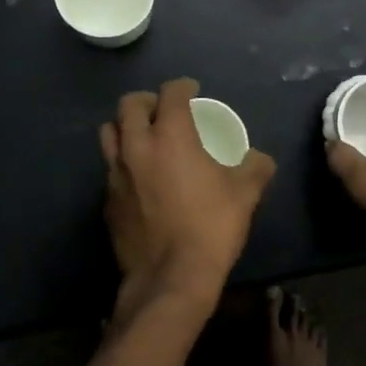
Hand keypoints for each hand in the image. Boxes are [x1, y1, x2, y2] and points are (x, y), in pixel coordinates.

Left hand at [100, 78, 276, 319]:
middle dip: (148, 101)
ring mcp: (116, 174)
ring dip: (126, 127)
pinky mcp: (107, 201)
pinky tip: (139, 179)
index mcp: (171, 135)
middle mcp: (137, 146)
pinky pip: (110, 169)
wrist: (170, 278)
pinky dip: (123, 163)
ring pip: (110, 133)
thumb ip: (254, 167)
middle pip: (130, 105)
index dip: (183, 86)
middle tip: (163, 110)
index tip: (192, 90)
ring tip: (144, 138)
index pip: (171, 93)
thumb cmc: (211, 227)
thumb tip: (259, 159)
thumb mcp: (245, 194)